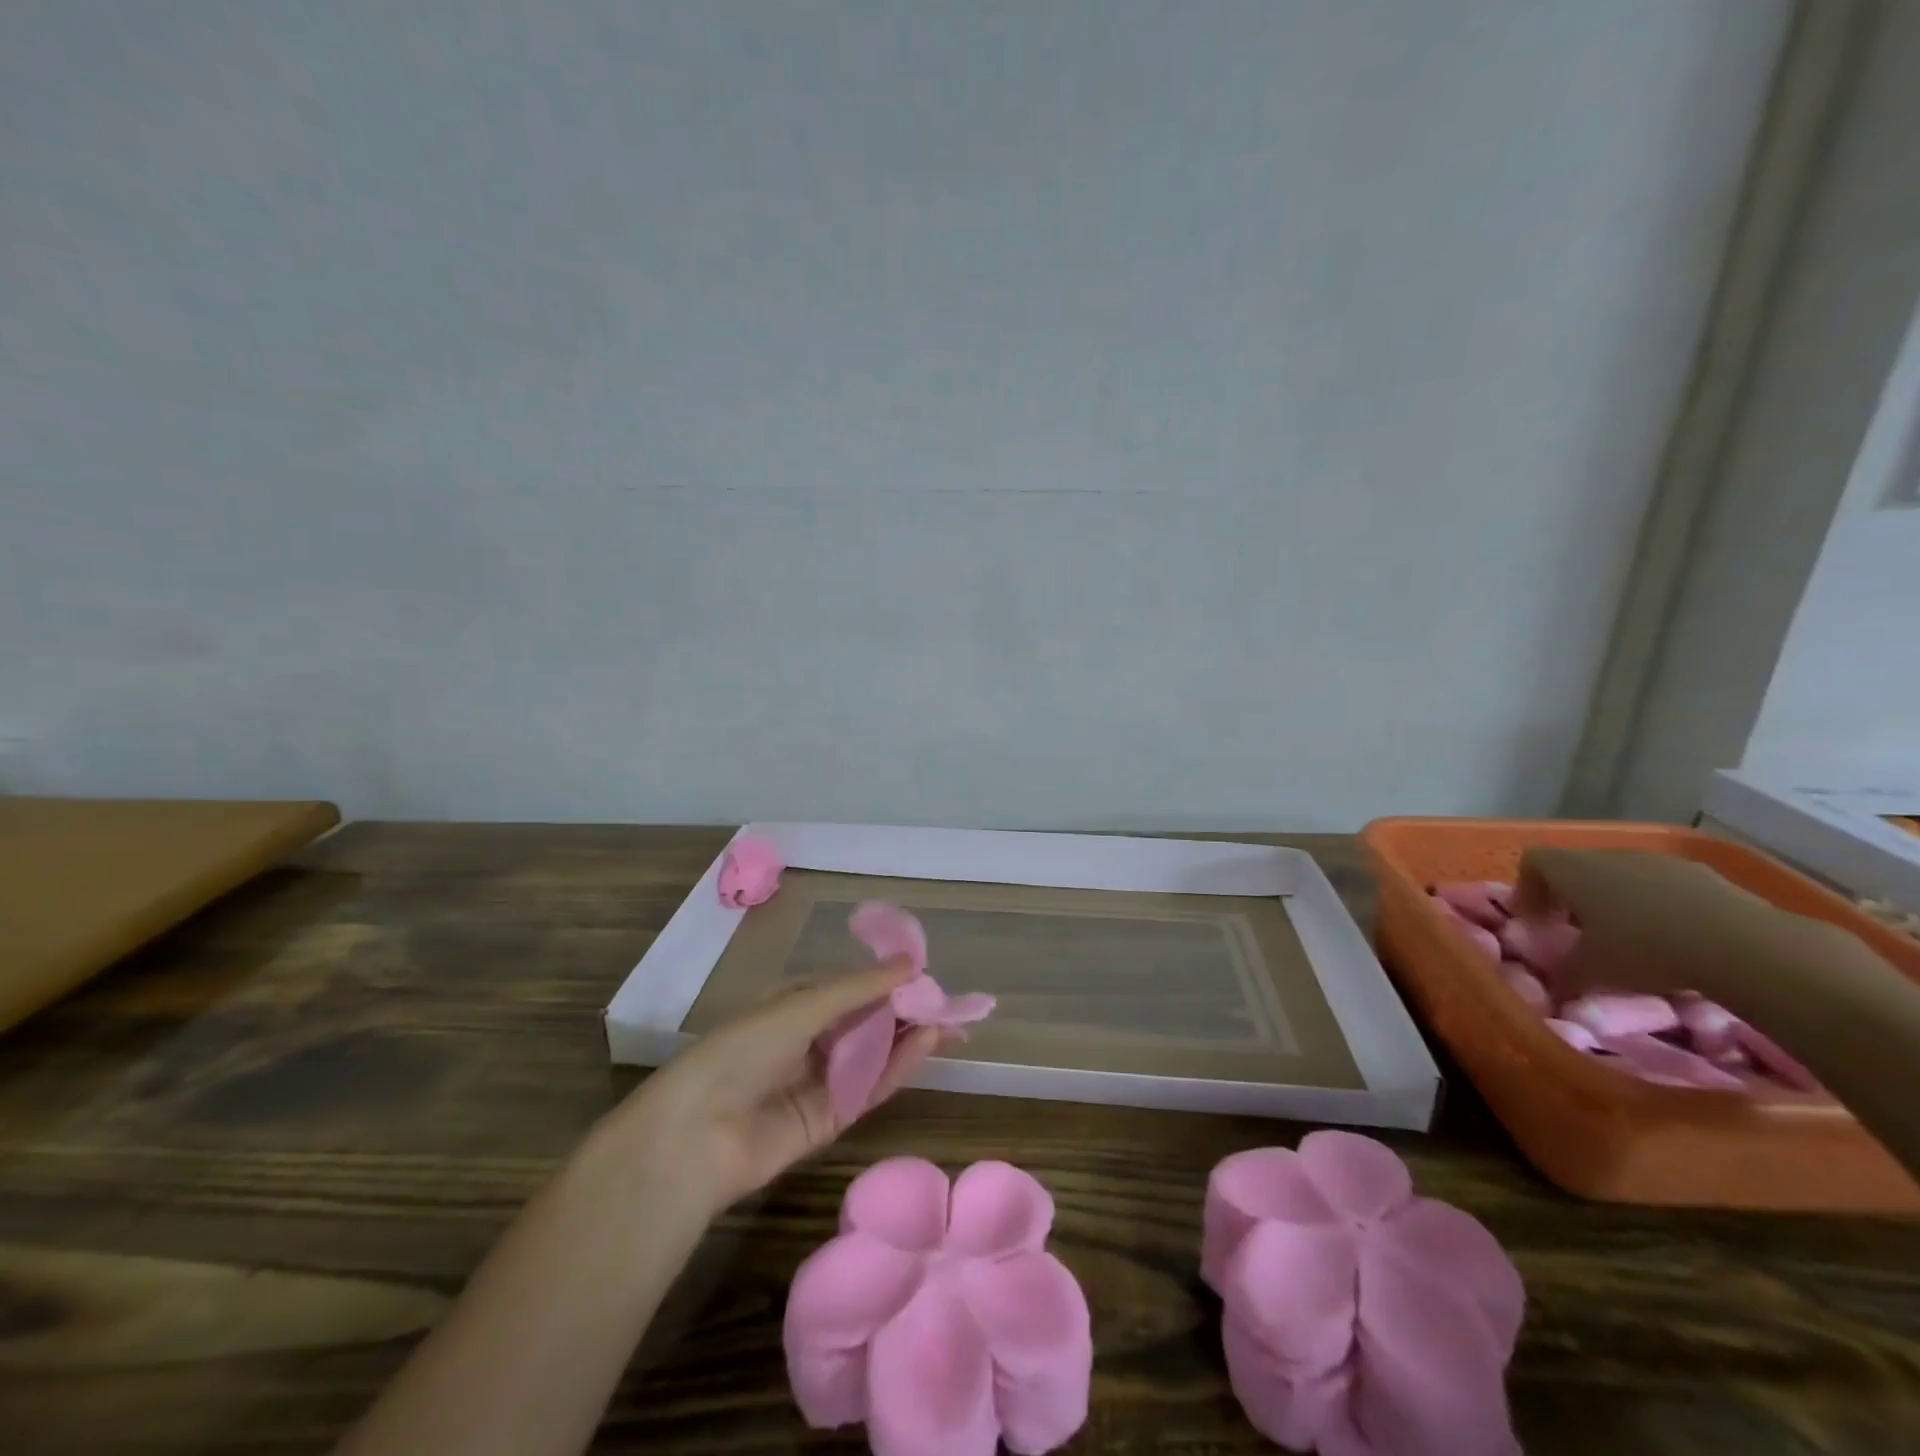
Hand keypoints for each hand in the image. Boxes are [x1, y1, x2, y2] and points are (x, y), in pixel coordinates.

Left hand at [614, 958, 942, 1217]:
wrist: (697, 1134)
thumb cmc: (744, 1049)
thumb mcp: (803, 1006)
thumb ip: (860, 989)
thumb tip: (911, 961)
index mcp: (795, 1003)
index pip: (853, 986)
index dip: (889, 980)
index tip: (927, 974)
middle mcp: (810, 1038)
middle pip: (870, 1020)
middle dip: (909, 1010)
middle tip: (953, 1004)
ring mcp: (821, 1079)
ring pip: (875, 1053)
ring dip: (910, 1037)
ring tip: (951, 1023)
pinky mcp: (830, 1118)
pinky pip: (870, 1086)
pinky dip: (899, 1066)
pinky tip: (928, 1046)